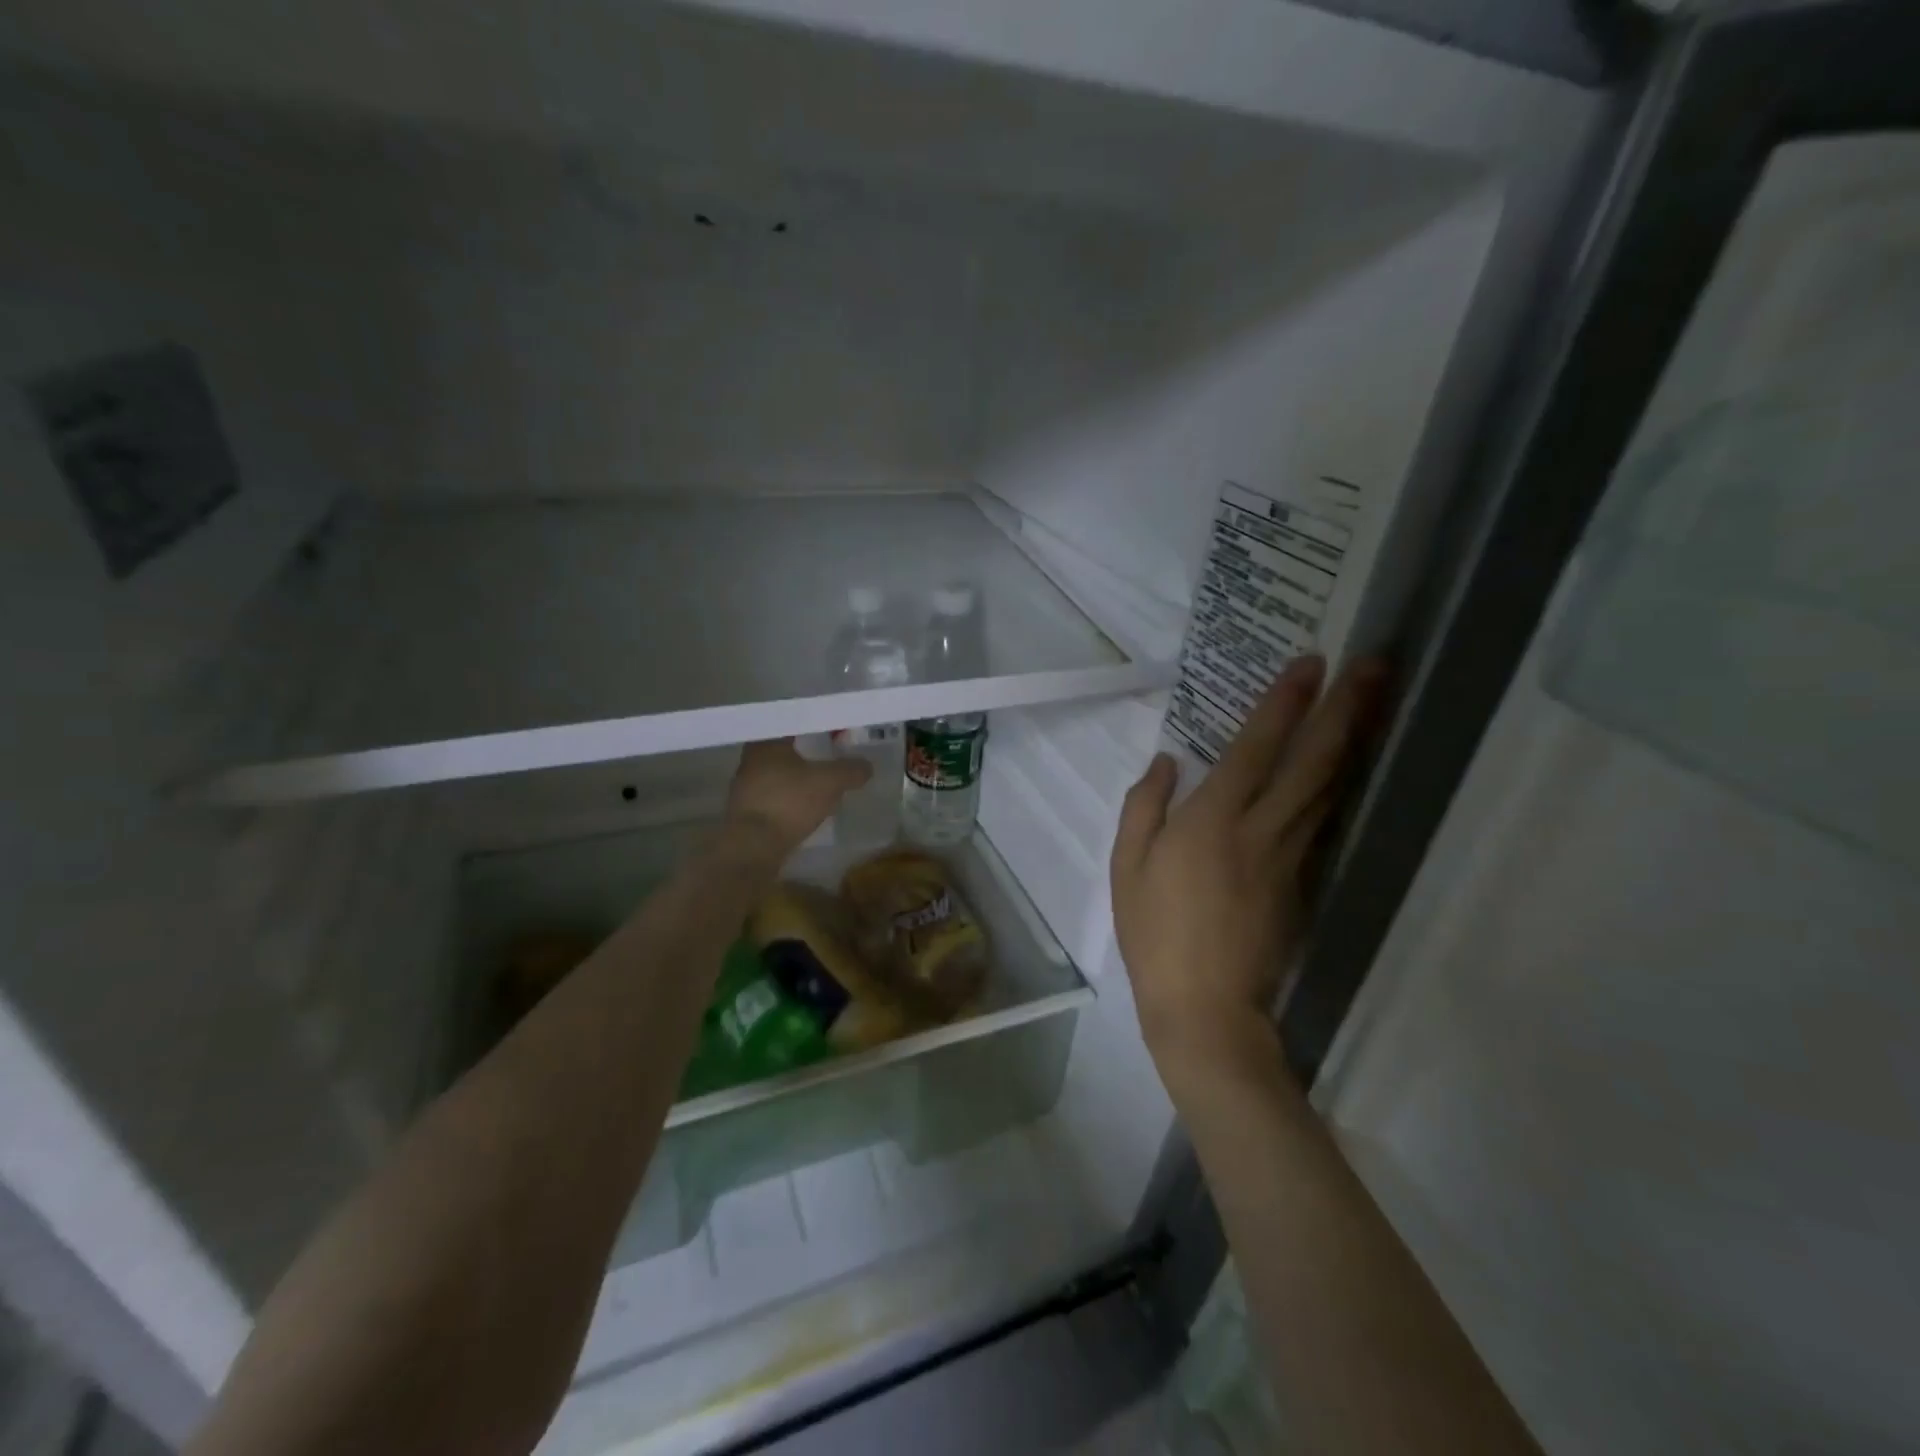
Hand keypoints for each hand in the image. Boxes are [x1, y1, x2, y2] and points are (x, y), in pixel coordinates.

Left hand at [725, 738, 871, 856]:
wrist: (754, 846)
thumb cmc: (789, 801)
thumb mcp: (830, 782)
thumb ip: (850, 770)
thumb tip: (867, 766)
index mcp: (766, 742)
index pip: (792, 724)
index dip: (814, 727)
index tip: (832, 731)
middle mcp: (751, 760)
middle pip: (784, 749)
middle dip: (806, 752)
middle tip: (830, 754)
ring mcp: (746, 788)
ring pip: (778, 774)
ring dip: (798, 777)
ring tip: (822, 782)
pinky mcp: (747, 813)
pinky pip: (775, 797)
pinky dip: (791, 797)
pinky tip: (807, 805)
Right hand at [1111, 655, 1385, 1084]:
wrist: (1204, 1005)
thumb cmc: (1153, 932)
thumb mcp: (1126, 866)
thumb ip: (1144, 806)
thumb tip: (1167, 762)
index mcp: (1212, 820)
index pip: (1257, 747)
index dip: (1285, 702)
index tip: (1312, 662)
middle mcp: (1261, 828)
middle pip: (1313, 760)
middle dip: (1346, 709)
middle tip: (1376, 665)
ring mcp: (1290, 855)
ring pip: (1329, 788)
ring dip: (1353, 741)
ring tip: (1374, 702)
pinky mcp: (1303, 881)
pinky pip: (1323, 820)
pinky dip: (1339, 785)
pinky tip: (1346, 767)